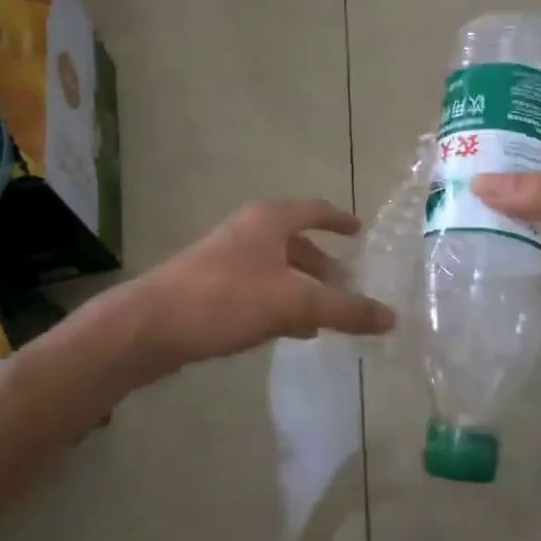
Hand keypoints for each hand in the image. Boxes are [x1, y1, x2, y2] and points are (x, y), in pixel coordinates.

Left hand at [131, 200, 394, 369]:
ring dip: (303, 288)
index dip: (339, 220)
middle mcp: (248, 232)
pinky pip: (258, 289)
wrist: (149, 326)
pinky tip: (291, 330)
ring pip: (277, 269)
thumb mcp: (293, 303)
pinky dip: (281, 303)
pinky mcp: (210, 288)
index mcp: (269, 221)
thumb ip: (344, 310)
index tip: (360, 232)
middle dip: (324, 265)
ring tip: (327, 316)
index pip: (314, 210)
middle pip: (296, 242)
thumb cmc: (225, 299)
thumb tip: (391, 318)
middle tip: (350, 286)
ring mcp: (225, 259)